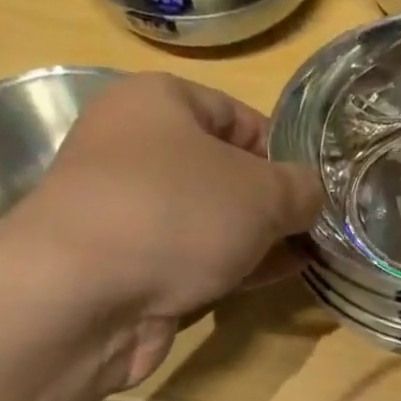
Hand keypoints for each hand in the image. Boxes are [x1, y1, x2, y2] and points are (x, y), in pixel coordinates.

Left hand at [0, 72, 322, 384]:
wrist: (83, 296)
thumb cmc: (176, 214)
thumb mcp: (261, 191)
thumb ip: (301, 189)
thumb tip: (313, 196)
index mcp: (158, 104)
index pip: (237, 115)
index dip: (283, 150)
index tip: (317, 187)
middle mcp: (136, 151)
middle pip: (223, 172)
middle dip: (272, 203)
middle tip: (318, 228)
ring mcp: (130, 214)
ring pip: (209, 221)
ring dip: (256, 240)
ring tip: (308, 256)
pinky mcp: (130, 267)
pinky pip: (193, 259)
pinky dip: (231, 267)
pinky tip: (273, 279)